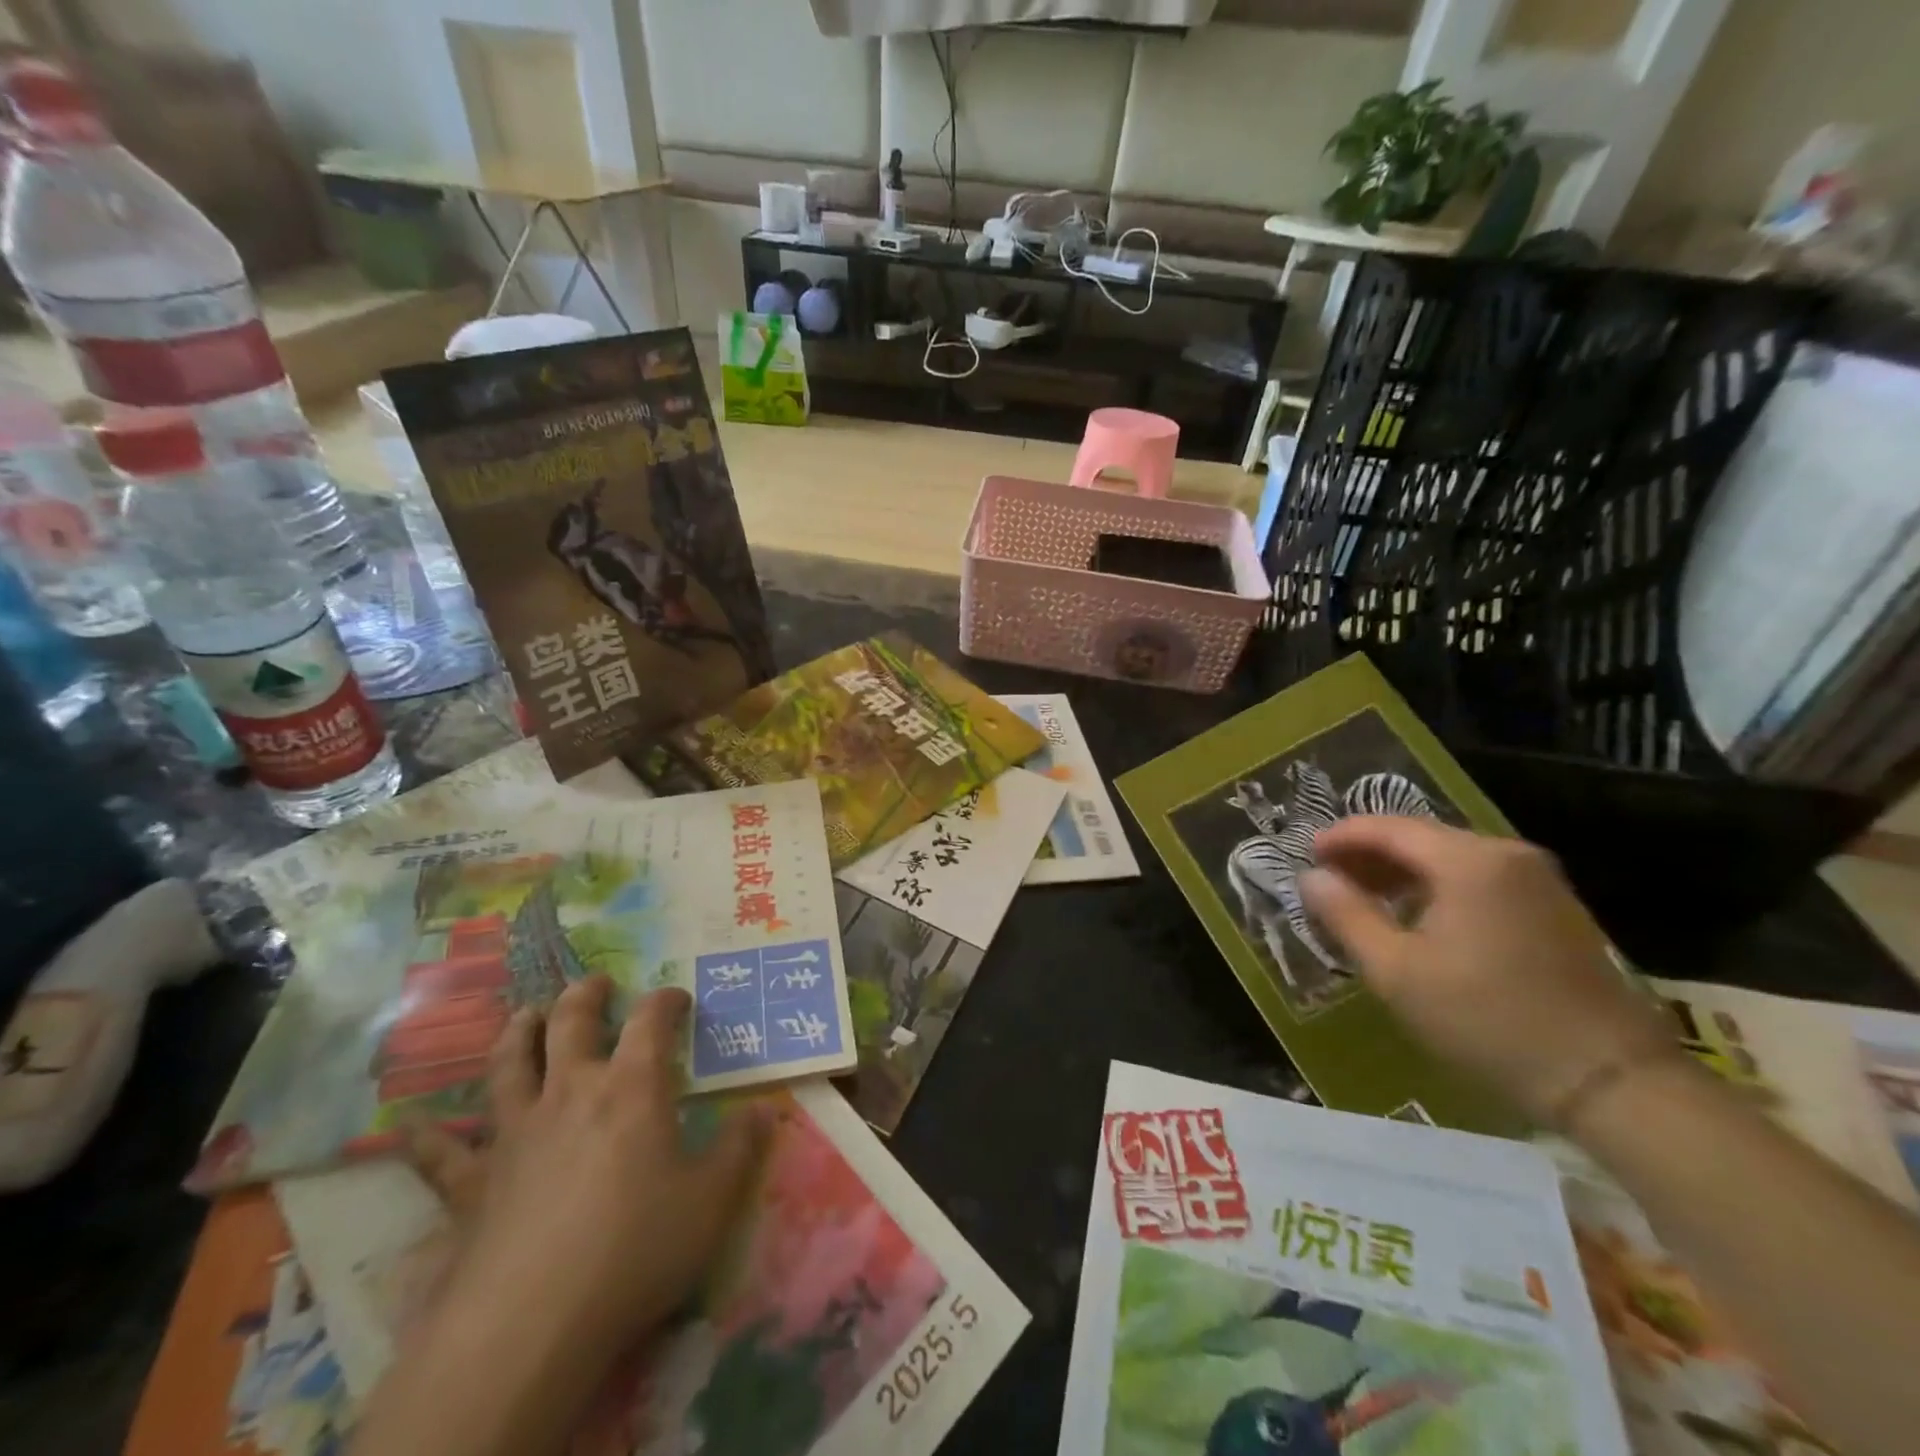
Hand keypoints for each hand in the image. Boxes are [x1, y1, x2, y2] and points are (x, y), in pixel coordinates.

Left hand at [407, 980, 769, 1368]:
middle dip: (584, 996)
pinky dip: (426, 1140)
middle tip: (594, 983)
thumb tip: (763, 1111)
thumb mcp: (712, 1200)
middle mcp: (570, 1093)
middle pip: (570, 1024)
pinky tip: (407, 1130)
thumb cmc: (635, 1249)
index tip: (677, 998)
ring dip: (517, 1033)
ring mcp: (514, 1134)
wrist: (530, 1325)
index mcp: (630, 1088)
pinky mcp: (472, 1185)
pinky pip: (442, 1156)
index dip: (665, 1001)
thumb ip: (741, 1149)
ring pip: (509, 1065)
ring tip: (524, 1014)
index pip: (650, 1021)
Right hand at [1298, 817, 1679, 1125]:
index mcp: (1469, 860)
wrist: (1612, 1082)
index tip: (1305, 855)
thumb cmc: (1488, 1020)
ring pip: (1450, 859)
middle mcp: (1507, 855)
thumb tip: (1311, 878)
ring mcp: (1538, 881)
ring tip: (1363, 899)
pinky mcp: (1554, 909)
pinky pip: (1478, 880)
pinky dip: (1437, 888)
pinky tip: (1416, 918)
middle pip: (1421, 838)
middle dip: (1369, 854)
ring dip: (1401, 873)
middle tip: (1328, 879)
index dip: (1341, 837)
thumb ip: (1346, 915)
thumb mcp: (1397, 971)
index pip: (1389, 827)